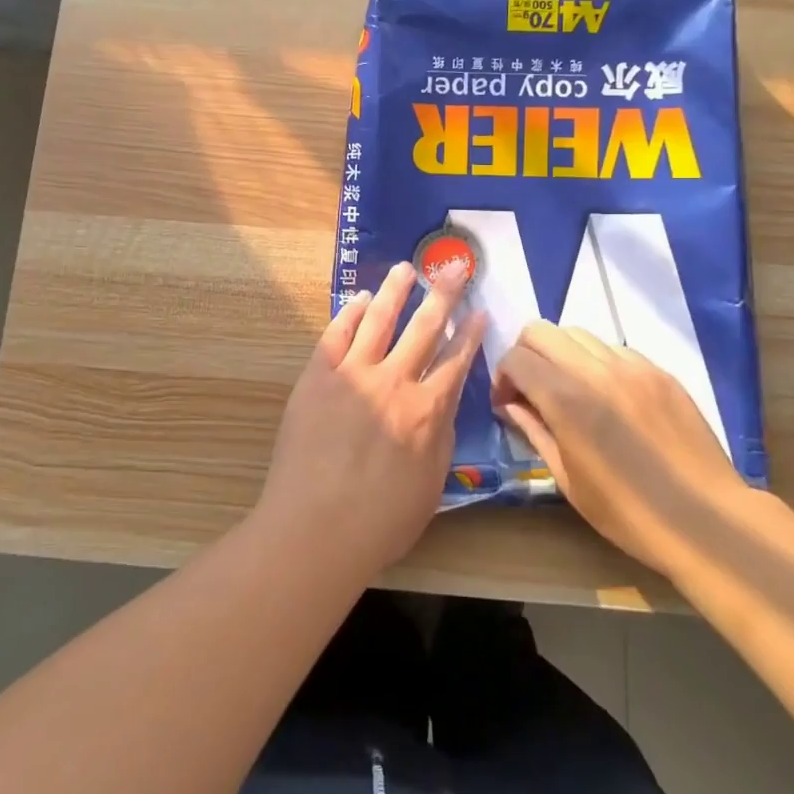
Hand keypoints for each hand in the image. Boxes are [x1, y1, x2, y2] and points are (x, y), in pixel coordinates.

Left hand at [255, 261, 486, 579]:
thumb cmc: (380, 521)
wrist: (315, 527)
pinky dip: (351, 313)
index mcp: (427, 411)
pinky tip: (360, 299)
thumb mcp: (431, 485)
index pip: (455, 361)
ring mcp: (353, 375)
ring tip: (406, 269)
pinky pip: (337, 335)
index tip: (478, 310)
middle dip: (442, 294)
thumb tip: (442, 405)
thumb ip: (440, 438)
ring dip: (395, 291)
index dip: (469, 333)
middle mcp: (395, 382)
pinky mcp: (317, 377)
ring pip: (379, 319)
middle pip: (424, 327)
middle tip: (453, 266)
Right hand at [492, 321, 752, 569]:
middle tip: (531, 387)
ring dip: (562, 355)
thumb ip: (535, 432)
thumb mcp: (568, 480)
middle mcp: (595, 371)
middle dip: (526, 353)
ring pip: (579, 334)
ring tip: (571, 390)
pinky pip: (615, 350)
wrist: (706, 520)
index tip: (508, 403)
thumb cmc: (628, 513)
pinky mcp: (660, 373)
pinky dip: (598, 363)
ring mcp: (633, 367)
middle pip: (541, 330)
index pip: (516, 358)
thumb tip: (512, 406)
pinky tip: (609, 397)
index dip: (502, 376)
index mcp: (566, 399)